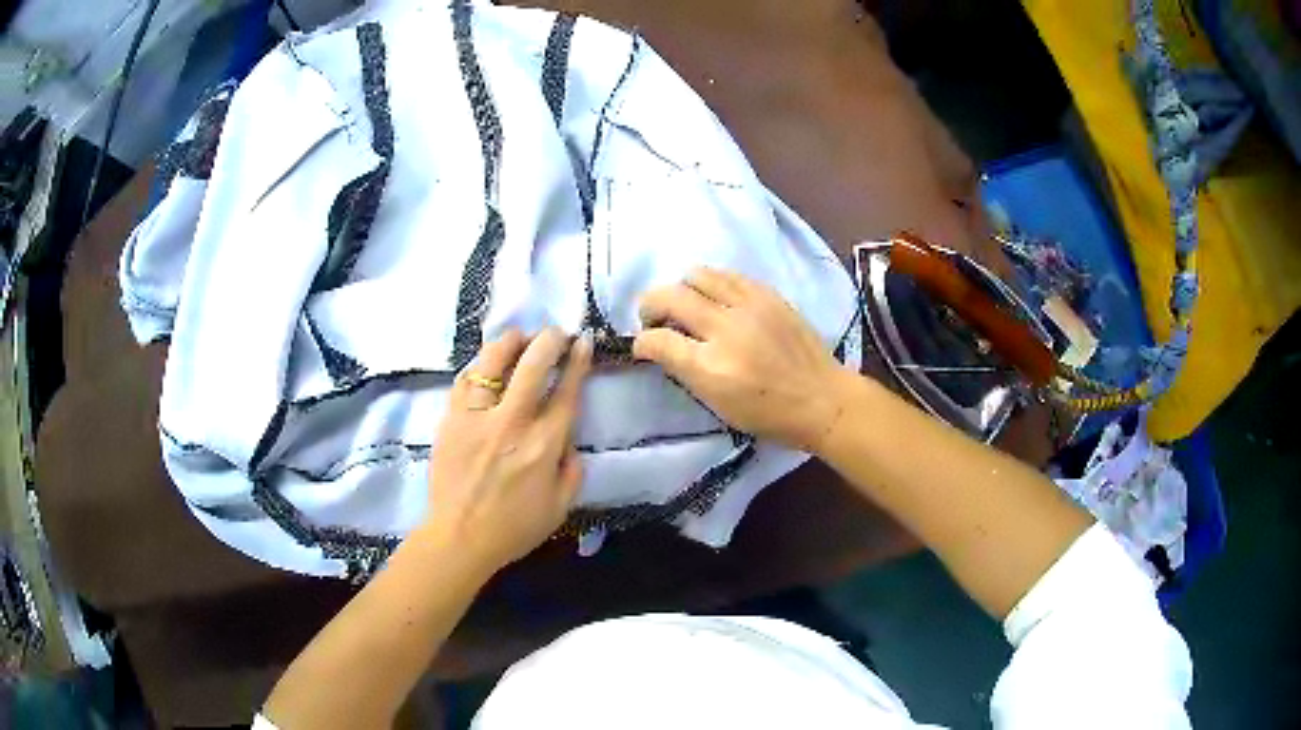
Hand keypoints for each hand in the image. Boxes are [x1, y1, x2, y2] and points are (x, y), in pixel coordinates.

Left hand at [422, 328, 591, 572]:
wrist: (460, 538)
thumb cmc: (514, 528)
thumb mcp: (561, 507)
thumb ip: (572, 469)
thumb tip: (570, 439)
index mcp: (544, 446)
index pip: (566, 392)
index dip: (578, 362)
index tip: (582, 342)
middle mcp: (512, 423)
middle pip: (533, 365)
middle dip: (549, 340)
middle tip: (556, 333)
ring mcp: (477, 418)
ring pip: (493, 363)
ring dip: (510, 343)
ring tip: (519, 337)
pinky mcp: (451, 420)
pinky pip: (464, 381)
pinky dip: (479, 367)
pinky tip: (486, 364)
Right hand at [633, 268, 851, 451]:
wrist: (823, 399)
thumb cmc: (769, 415)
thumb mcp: (718, 405)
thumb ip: (686, 372)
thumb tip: (663, 347)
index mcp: (711, 368)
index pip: (657, 340)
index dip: (641, 342)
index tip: (643, 346)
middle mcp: (725, 330)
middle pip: (669, 297)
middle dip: (649, 306)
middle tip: (654, 319)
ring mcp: (749, 306)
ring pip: (697, 275)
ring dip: (681, 288)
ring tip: (686, 304)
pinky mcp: (768, 294)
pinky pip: (728, 274)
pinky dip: (712, 283)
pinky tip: (715, 297)